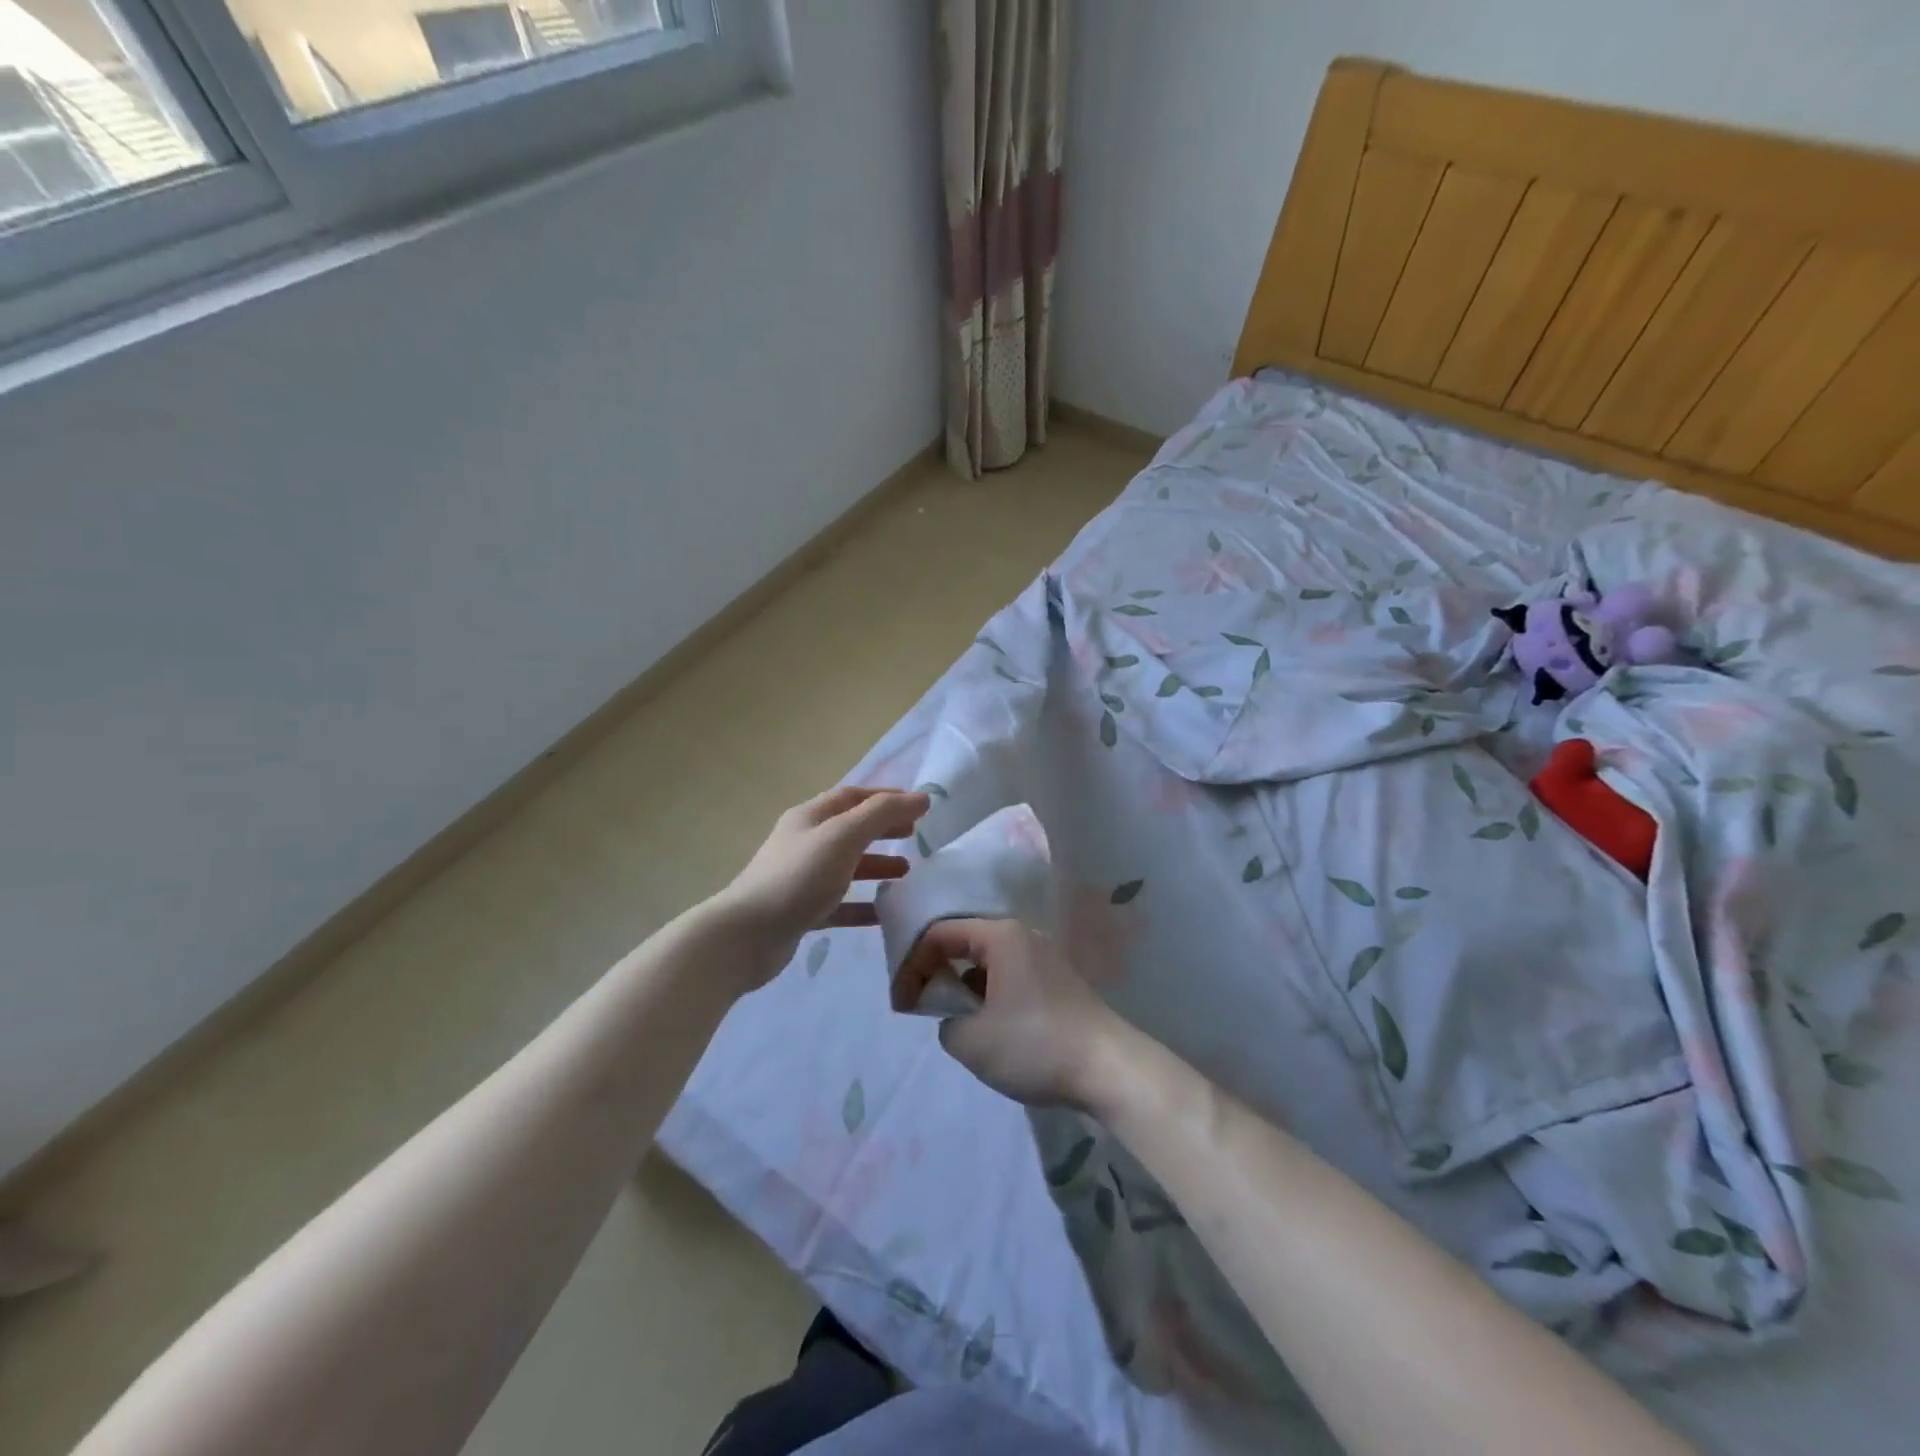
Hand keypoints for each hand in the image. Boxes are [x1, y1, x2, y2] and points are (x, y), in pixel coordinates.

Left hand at [715, 786, 928, 989]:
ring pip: (846, 867)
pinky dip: (862, 905)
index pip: (853, 796)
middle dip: (883, 829)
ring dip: (876, 866)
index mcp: (810, 817)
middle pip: (850, 829)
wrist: (746, 936)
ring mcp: (800, 879)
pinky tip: (884, 914)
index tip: (919, 805)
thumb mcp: (843, 837)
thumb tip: (922, 797)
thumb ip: (883, 814)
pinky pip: (838, 904)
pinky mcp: (800, 912)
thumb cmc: (798, 877)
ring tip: (906, 873)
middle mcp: (804, 843)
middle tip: (915, 836)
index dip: (886, 797)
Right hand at [897, 919, 1121, 1108]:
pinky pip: (1008, 977)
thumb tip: (956, 1019)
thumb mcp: (972, 1042)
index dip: (912, 964)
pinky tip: (987, 1028)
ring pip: (987, 962)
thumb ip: (946, 1023)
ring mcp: (1042, 958)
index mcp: (1000, 936)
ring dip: (963, 987)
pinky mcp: (1056, 983)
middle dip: (936, 972)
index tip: (901, 1003)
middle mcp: (1022, 936)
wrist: (1109, 1069)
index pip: (940, 933)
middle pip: (964, 942)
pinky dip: (988, 995)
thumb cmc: (1035, 1045)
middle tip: (920, 1007)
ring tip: (952, 1021)